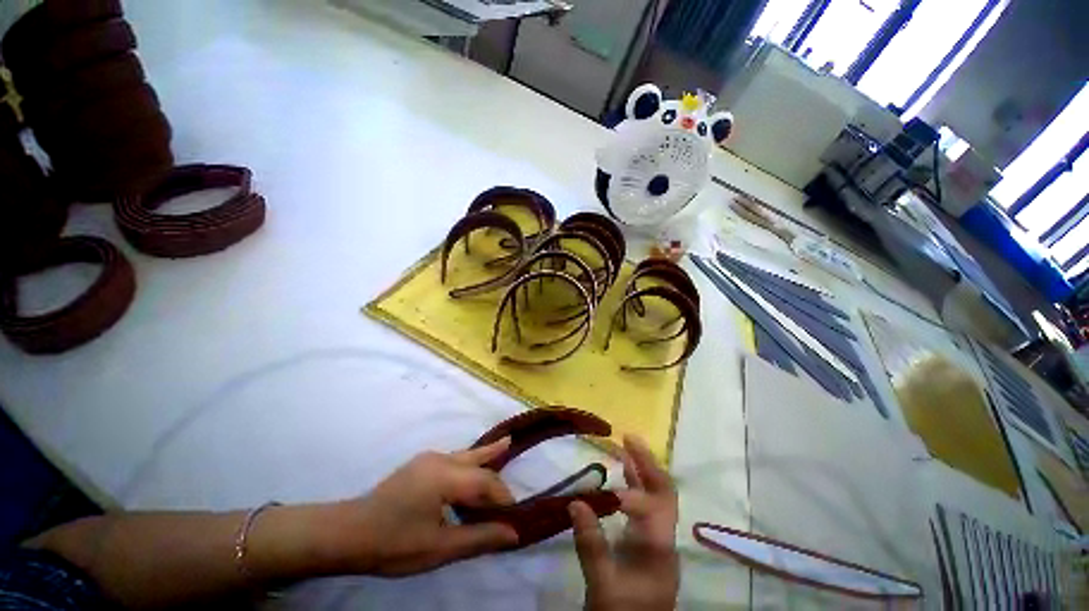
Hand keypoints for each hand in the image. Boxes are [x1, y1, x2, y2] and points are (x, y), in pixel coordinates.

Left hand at [333, 438, 519, 575]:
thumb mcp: (439, 548)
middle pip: (477, 460)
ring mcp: (427, 459)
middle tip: (514, 455)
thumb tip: (513, 533)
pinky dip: (468, 464)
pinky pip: (453, 461)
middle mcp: (439, 459)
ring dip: (483, 458)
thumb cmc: (393, 544)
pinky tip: (471, 466)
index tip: (513, 516)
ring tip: (504, 444)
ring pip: (465, 456)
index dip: (502, 497)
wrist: (347, 533)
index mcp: (445, 476)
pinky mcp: (419, 465)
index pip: (485, 482)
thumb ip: (479, 538)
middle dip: (496, 463)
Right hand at [569, 435, 678, 610]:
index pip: (654, 511)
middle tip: (630, 438)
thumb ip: (590, 544)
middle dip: (648, 464)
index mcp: (660, 549)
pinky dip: (634, 485)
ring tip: (626, 445)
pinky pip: (644, 505)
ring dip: (642, 470)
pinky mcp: (645, 541)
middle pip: (664, 493)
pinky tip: (622, 473)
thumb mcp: (602, 586)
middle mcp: (663, 538)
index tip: (607, 490)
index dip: (632, 495)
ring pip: (656, 496)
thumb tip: (575, 501)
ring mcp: (656, 538)